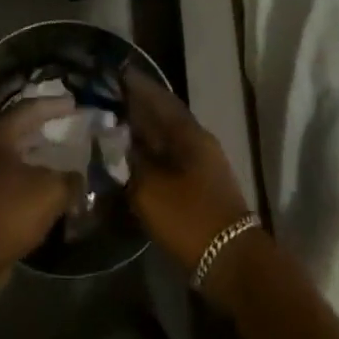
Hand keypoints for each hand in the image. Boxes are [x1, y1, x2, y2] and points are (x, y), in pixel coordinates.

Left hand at [0, 99, 76, 288]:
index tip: (75, 104)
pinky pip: (11, 180)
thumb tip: (79, 178)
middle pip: (19, 129)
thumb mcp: (50, 191)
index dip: (54, 105)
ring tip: (63, 156)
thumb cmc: (8, 210)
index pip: (30, 108)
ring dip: (38, 156)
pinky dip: (30, 178)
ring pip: (14, 156)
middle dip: (44, 128)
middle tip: (68, 125)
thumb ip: (70, 179)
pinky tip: (48, 187)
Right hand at [124, 68, 253, 274]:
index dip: (137, 86)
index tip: (115, 74)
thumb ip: (127, 161)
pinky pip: (168, 161)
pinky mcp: (198, 189)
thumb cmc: (190, 218)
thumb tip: (109, 139)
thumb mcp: (150, 189)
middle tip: (105, 101)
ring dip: (141, 133)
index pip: (159, 98)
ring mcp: (201, 166)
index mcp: (189, 134)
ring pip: (165, 140)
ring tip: (110, 129)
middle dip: (136, 108)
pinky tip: (128, 162)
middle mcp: (197, 143)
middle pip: (162, 118)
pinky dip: (148, 156)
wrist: (232, 264)